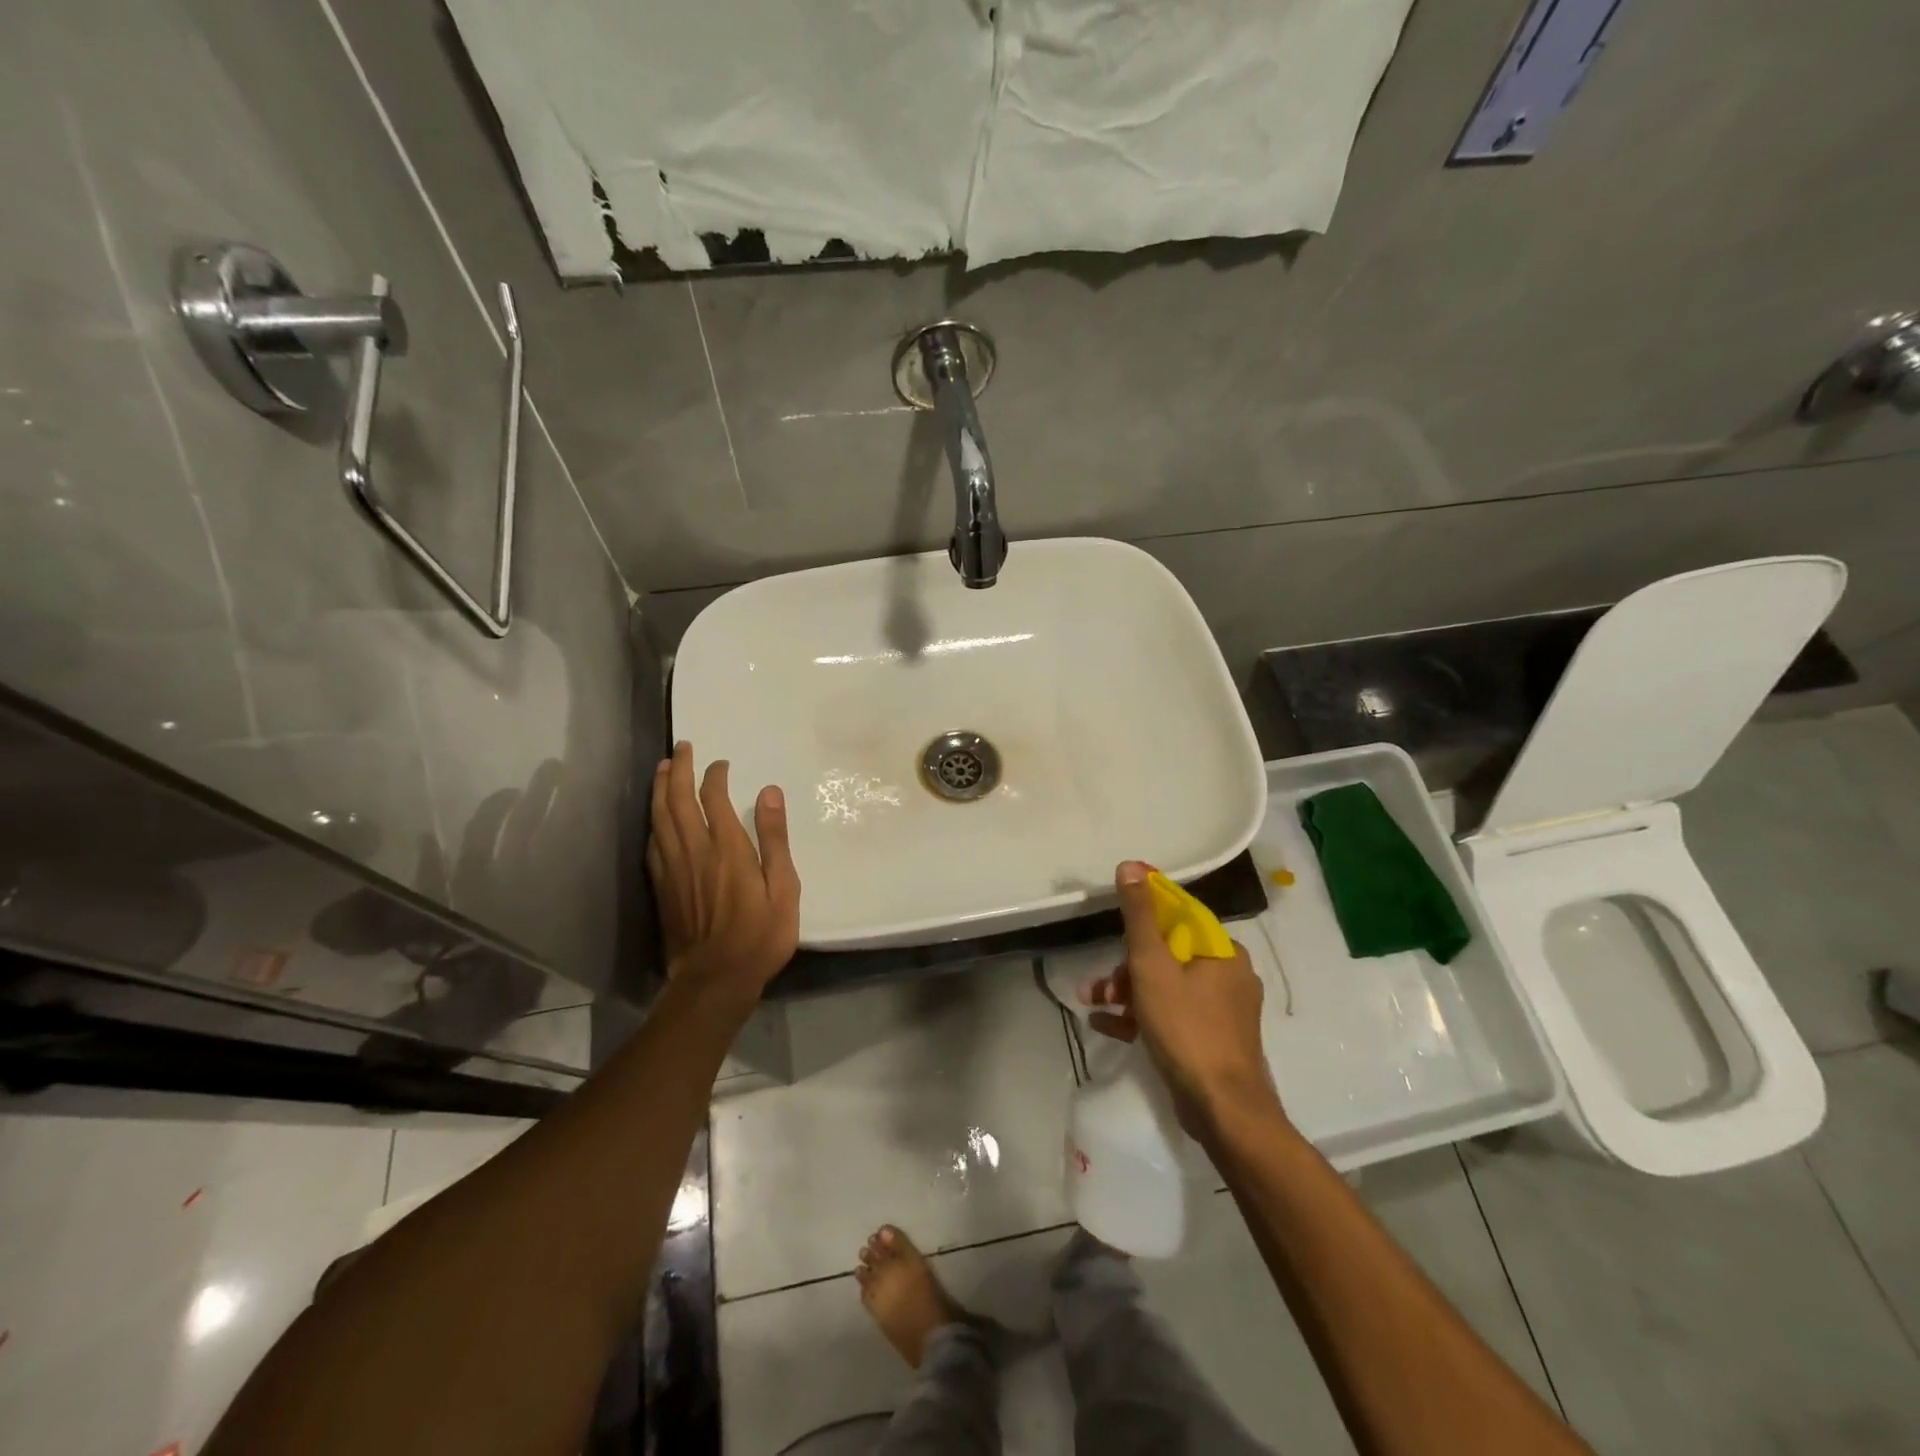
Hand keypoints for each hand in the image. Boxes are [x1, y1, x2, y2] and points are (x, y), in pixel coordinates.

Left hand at [646, 741, 799, 994]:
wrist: (716, 979)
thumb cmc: (760, 935)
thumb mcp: (784, 887)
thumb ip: (775, 838)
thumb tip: (769, 792)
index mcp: (727, 848)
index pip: (714, 798)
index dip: (715, 775)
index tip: (721, 763)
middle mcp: (694, 851)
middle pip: (678, 800)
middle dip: (678, 770)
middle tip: (682, 748)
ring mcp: (673, 869)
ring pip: (659, 818)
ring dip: (660, 789)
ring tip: (663, 769)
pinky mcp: (662, 888)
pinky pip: (653, 844)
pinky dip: (653, 822)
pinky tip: (656, 817)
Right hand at [1080, 860, 1280, 1137]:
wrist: (1223, 1110)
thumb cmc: (1187, 1029)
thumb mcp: (1152, 966)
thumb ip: (1139, 916)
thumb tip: (1132, 866)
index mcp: (1223, 951)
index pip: (1178, 918)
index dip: (1142, 921)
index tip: (1114, 934)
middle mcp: (1229, 975)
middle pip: (1168, 955)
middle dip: (1127, 968)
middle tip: (1102, 985)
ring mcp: (1224, 1012)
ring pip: (1167, 987)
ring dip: (1127, 993)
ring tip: (1093, 1004)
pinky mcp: (1214, 1041)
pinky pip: (1172, 1016)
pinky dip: (1142, 1017)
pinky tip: (1107, 1026)